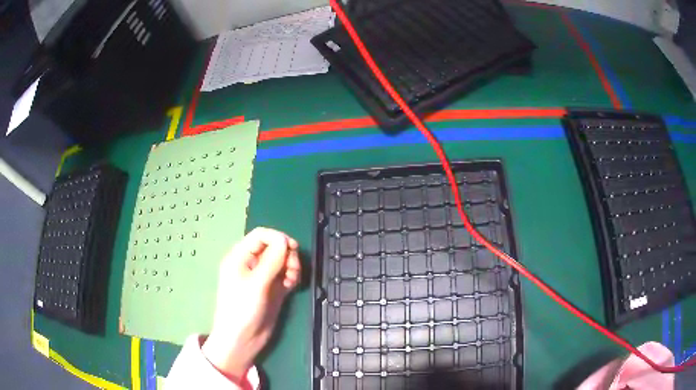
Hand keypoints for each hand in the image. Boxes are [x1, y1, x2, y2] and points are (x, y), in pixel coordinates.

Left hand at [202, 227, 300, 381]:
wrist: (242, 340)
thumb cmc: (242, 310)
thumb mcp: (256, 284)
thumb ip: (271, 261)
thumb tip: (285, 240)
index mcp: (240, 257)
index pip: (261, 235)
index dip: (278, 238)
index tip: (293, 248)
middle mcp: (251, 263)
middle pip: (274, 247)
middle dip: (287, 254)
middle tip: (293, 269)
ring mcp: (262, 277)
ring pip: (282, 260)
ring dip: (291, 266)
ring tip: (292, 280)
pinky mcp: (272, 289)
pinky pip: (285, 274)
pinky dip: (291, 276)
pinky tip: (292, 286)